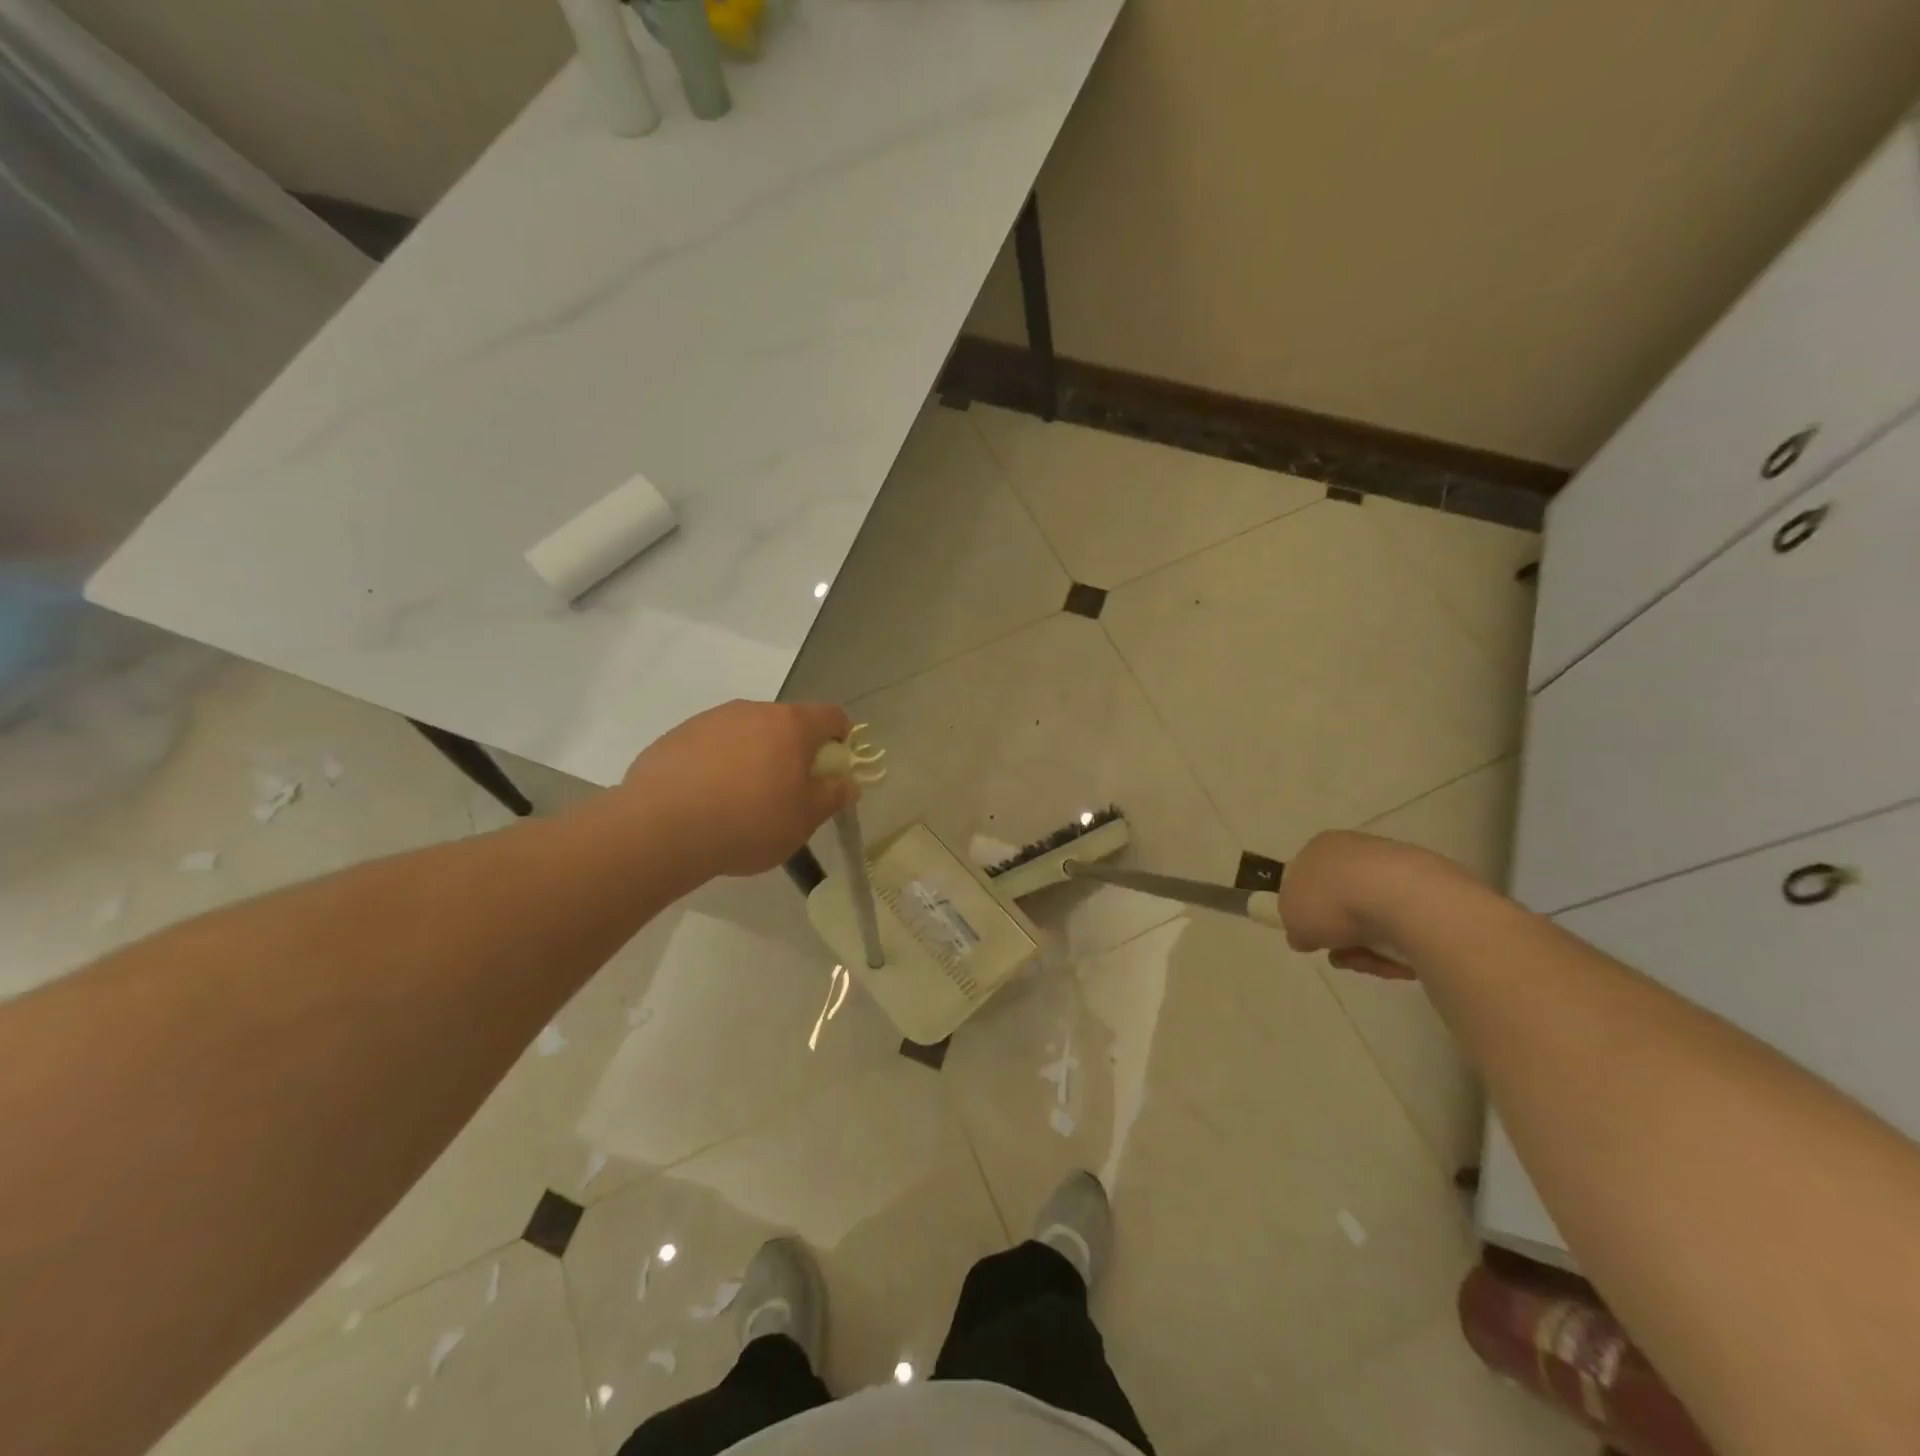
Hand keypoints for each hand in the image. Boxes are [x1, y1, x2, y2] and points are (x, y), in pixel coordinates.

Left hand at [622, 700, 855, 879]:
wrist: (660, 829)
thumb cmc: (749, 822)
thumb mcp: (804, 820)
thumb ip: (833, 795)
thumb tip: (848, 781)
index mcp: (791, 725)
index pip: (832, 716)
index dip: (841, 739)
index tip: (832, 770)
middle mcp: (752, 710)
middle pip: (787, 723)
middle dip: (794, 752)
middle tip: (788, 793)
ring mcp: (710, 720)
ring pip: (747, 733)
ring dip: (754, 757)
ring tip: (741, 801)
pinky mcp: (676, 736)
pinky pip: (711, 746)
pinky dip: (718, 765)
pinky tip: (706, 800)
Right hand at [1278, 830, 1430, 980]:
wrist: (1401, 898)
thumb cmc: (1333, 901)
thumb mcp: (1292, 919)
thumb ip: (1295, 927)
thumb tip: (1308, 935)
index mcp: (1320, 848)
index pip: (1307, 880)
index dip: (1308, 913)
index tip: (1313, 937)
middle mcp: (1356, 851)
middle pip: (1342, 903)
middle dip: (1341, 936)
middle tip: (1341, 957)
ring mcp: (1395, 868)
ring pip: (1375, 918)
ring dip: (1368, 947)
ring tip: (1370, 962)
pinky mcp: (1429, 890)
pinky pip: (1405, 926)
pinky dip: (1399, 946)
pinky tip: (1397, 960)